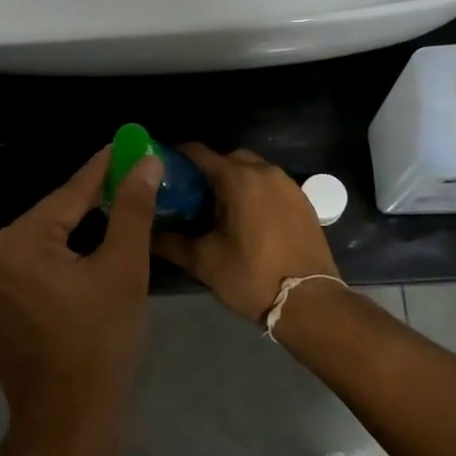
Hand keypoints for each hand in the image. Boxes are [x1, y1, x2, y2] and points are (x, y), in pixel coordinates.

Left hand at [0, 147, 163, 453]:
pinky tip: (84, 253)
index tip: (126, 145)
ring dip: (73, 231)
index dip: (102, 170)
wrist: (67, 423)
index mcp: (14, 244)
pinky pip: (27, 264)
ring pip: (39, 241)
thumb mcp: (123, 271)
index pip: (67, 195)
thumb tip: (144, 163)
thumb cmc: (101, 345)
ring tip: (115, 213)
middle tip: (129, 183)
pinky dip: (55, 257)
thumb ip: (132, 211)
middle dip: (90, 204)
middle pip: (50, 218)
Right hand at [154, 145, 339, 322]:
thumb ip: (170, 242)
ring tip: (217, 210)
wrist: (310, 302)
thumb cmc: (251, 277)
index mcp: (237, 179)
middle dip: (207, 171)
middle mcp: (264, 172)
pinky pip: (271, 185)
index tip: (161, 172)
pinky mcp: (303, 201)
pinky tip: (246, 220)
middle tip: (190, 197)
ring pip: (252, 170)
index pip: (198, 153)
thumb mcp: (203, 261)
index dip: (177, 158)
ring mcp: (288, 185)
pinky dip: (255, 193)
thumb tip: (145, 234)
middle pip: (227, 158)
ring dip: (233, 181)